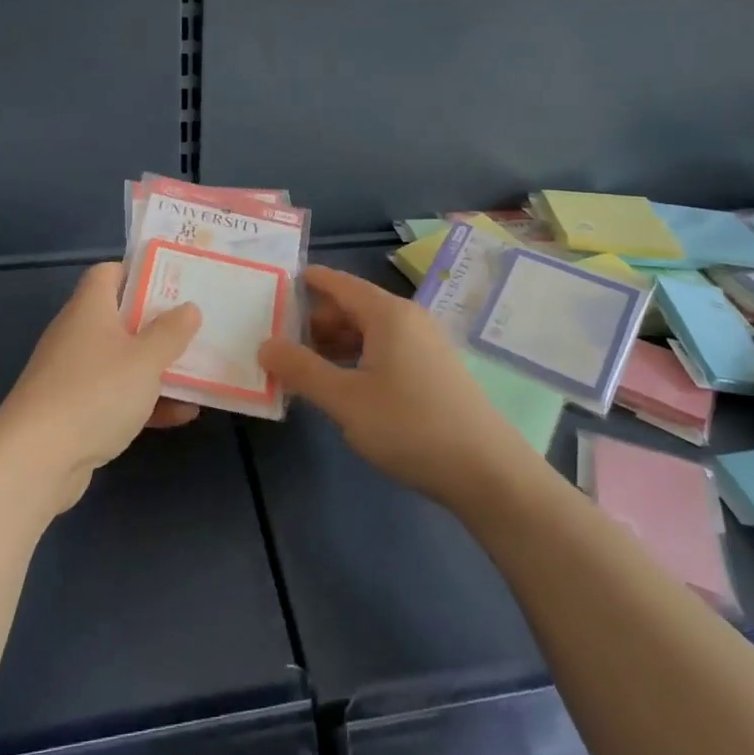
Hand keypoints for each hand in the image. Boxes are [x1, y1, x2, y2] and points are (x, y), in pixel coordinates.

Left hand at [0, 263, 202, 513]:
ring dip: (156, 367)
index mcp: (89, 308)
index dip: (139, 272)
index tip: (173, 282)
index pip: (109, 273)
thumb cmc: (95, 392)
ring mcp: (73, 375)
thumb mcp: (146, 358)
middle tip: (194, 327)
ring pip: (122, 361)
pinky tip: (182, 414)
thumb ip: (171, 332)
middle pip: (120, 318)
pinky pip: (116, 397)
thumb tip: (189, 308)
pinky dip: (145, 402)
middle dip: (158, 324)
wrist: (36, 460)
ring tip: (198, 371)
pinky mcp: (74, 412)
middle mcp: (77, 335)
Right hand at [258, 265, 531, 510]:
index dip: (305, 282)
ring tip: (304, 369)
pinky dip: (358, 360)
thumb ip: (301, 370)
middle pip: (352, 306)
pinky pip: (386, 351)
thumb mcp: (345, 401)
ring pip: (369, 332)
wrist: (488, 473)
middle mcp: (408, 319)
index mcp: (387, 313)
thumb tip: (265, 344)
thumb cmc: (410, 426)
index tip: (272, 287)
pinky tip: (343, 388)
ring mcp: (425, 344)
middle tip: (278, 343)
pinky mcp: (434, 371)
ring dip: (335, 345)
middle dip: (314, 321)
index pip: (338, 282)